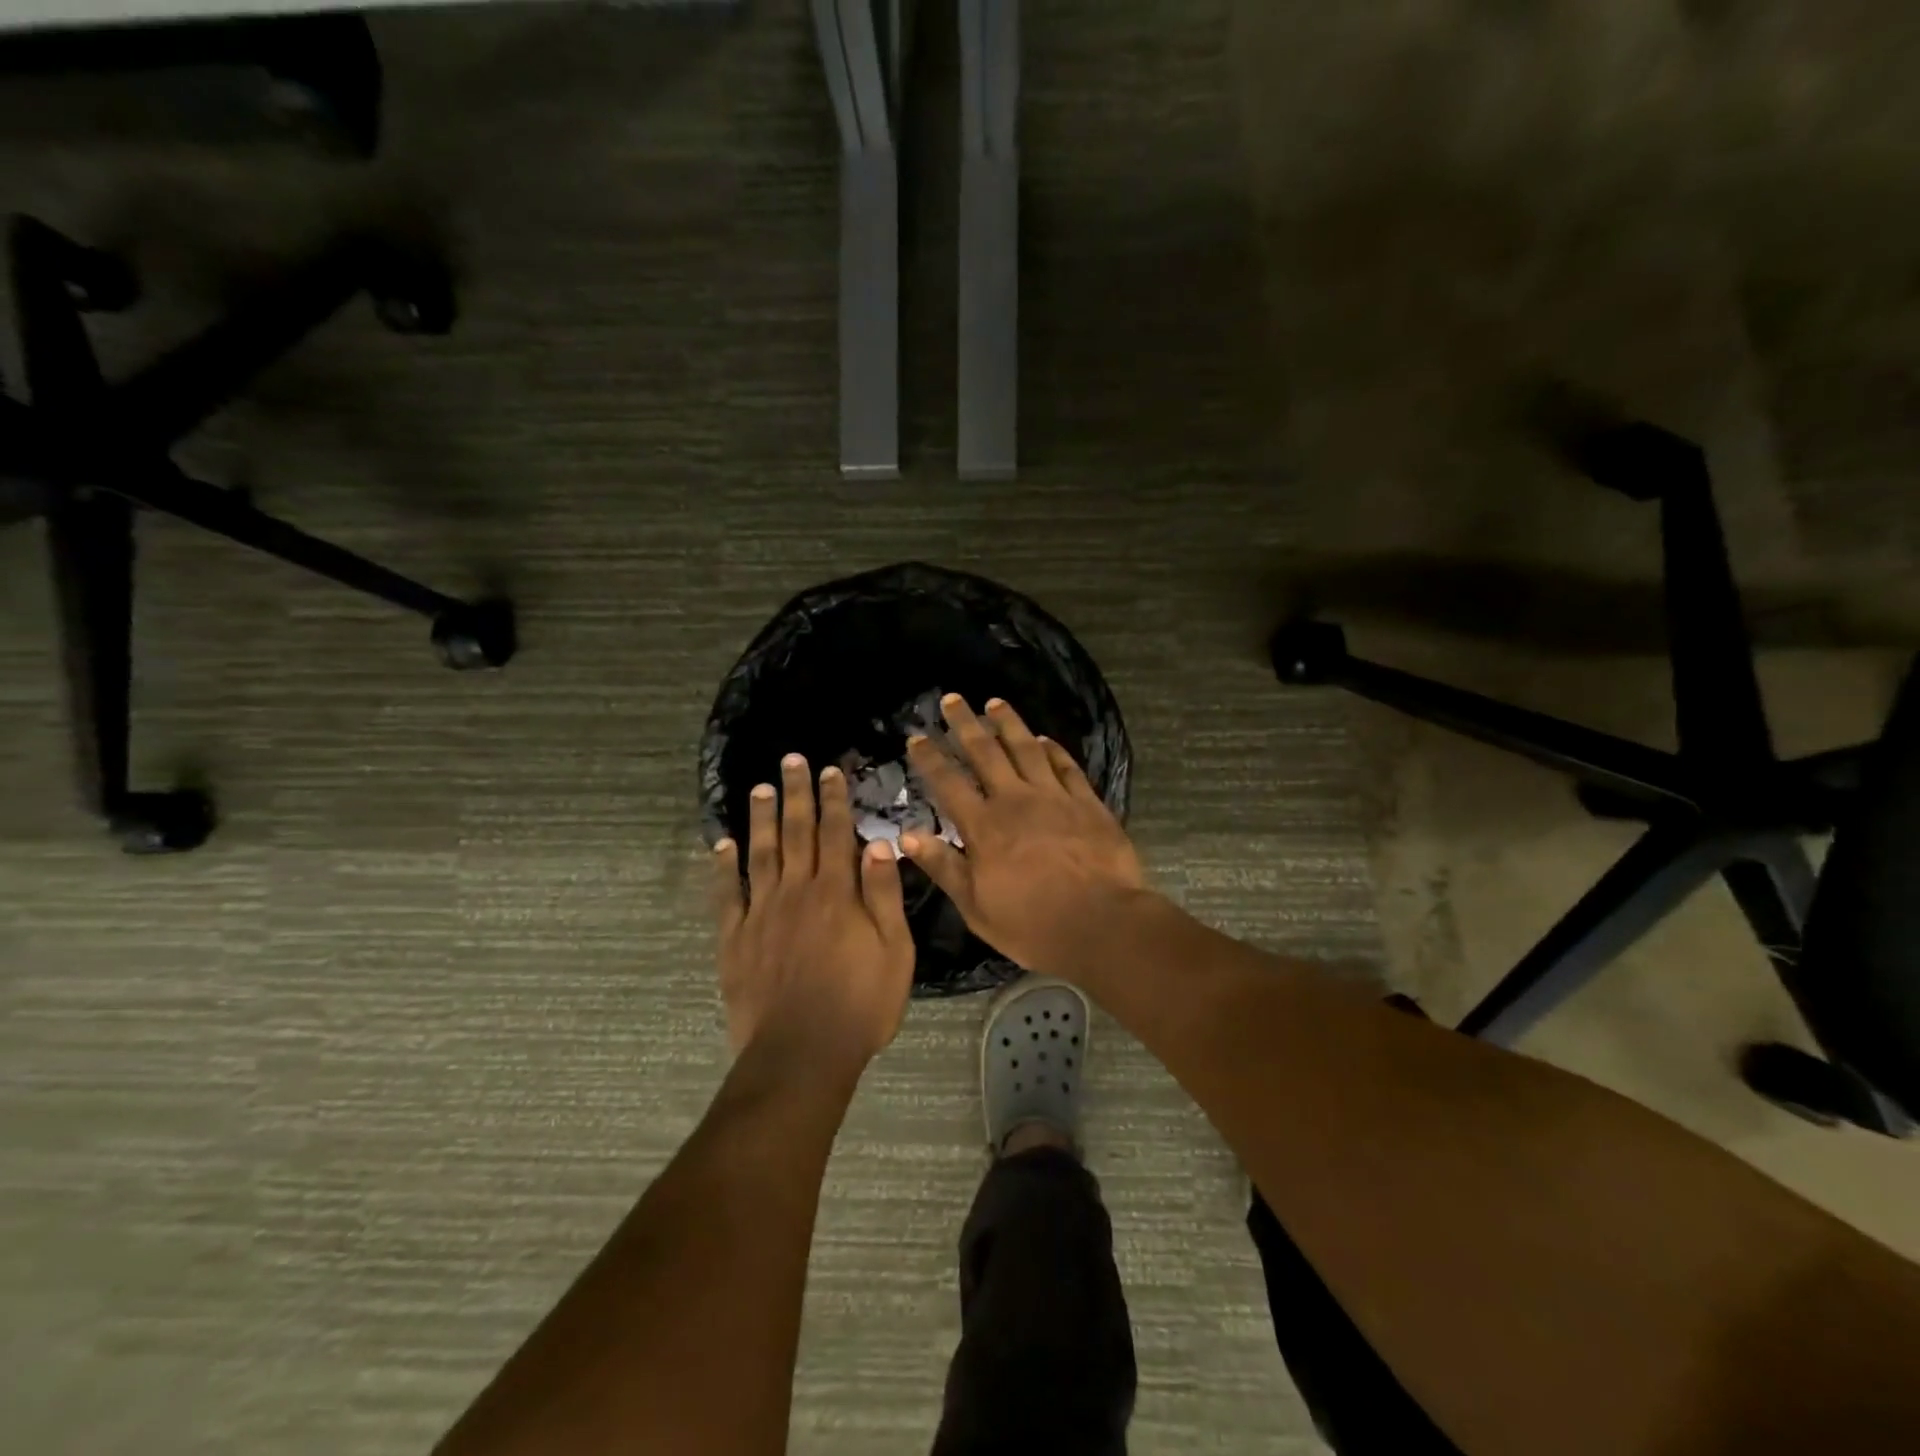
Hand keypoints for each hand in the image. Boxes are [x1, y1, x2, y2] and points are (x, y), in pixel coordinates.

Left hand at [713, 754, 914, 1065]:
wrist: (802, 1053)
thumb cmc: (860, 1004)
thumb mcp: (895, 951)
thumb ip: (883, 895)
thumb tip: (877, 843)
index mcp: (837, 893)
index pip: (836, 833)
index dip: (834, 800)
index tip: (830, 771)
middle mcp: (797, 891)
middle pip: (796, 832)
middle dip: (796, 794)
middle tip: (791, 760)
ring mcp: (762, 913)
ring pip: (761, 854)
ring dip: (761, 818)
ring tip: (760, 788)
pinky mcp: (735, 939)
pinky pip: (727, 895)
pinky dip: (724, 868)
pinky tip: (722, 846)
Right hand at [899, 695, 1146, 974]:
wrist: (1101, 924)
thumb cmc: (1032, 924)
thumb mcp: (975, 906)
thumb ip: (943, 866)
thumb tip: (906, 835)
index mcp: (984, 826)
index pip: (949, 782)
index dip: (930, 757)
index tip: (917, 736)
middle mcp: (1016, 800)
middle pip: (986, 752)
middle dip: (966, 723)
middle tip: (952, 699)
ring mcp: (1055, 797)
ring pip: (1027, 748)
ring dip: (1008, 723)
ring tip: (995, 702)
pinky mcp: (1087, 803)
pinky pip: (1066, 766)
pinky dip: (1053, 749)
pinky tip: (1044, 738)